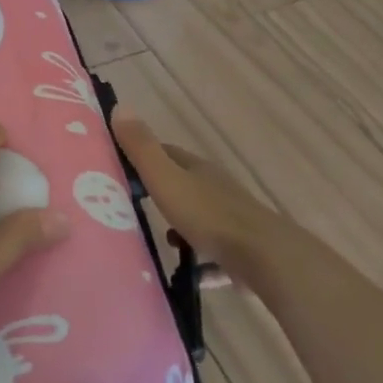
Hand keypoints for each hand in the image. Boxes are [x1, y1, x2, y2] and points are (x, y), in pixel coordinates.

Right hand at [113, 107, 279, 267]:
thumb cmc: (208, 215)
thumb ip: (142, 148)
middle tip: (130, 209)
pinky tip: (189, 275)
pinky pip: (215, 254)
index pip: (166, 153)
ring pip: (199, 219)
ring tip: (160, 244)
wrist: (264, 257)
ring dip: (180, 229)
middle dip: (160, 195)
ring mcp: (232, 220)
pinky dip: (201, 261)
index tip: (118, 169)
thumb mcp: (166, 179)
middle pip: (183, 186)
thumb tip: (119, 107)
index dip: (143, 157)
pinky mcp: (242, 251)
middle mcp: (216, 188)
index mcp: (197, 169)